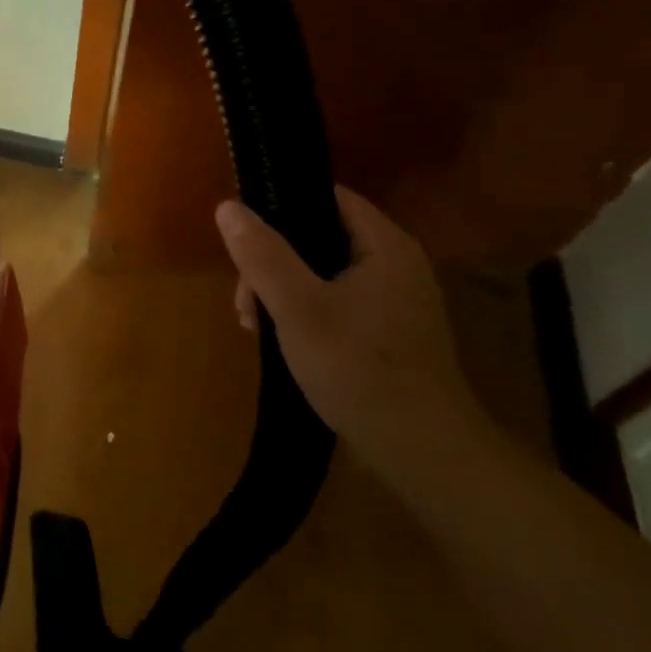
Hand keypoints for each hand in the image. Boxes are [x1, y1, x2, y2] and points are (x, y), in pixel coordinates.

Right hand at [216, 187, 487, 479]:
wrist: (422, 453)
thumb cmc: (358, 369)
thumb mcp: (297, 307)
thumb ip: (262, 254)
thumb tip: (228, 206)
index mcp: (385, 246)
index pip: (327, 198)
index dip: (281, 207)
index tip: (245, 238)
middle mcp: (396, 264)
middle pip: (319, 238)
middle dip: (273, 263)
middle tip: (246, 301)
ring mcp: (396, 301)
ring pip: (323, 274)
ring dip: (283, 292)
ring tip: (256, 327)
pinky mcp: (390, 333)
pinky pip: (337, 303)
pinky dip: (306, 313)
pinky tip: (284, 342)